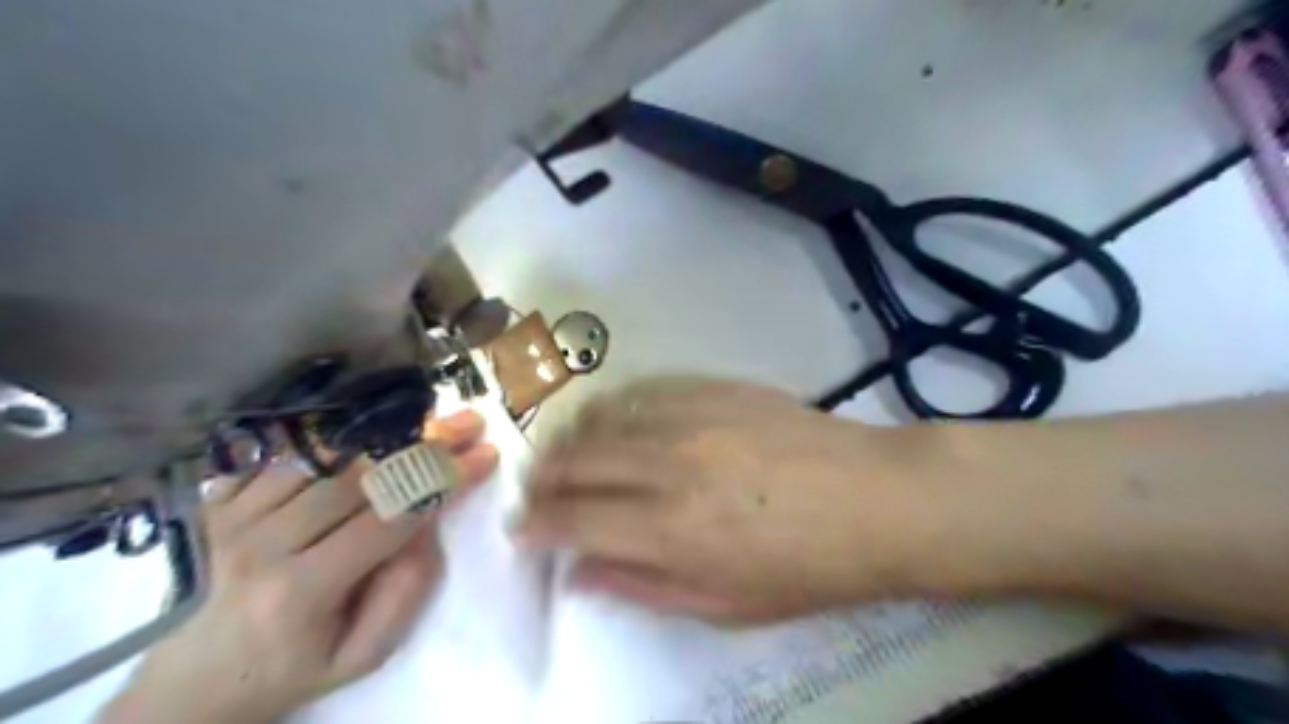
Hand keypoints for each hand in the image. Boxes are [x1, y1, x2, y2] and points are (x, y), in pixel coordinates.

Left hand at [98, 412, 496, 722]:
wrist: (186, 682)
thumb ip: (405, 593)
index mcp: (300, 591)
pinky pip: (285, 455)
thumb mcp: (359, 656)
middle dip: (426, 445)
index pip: (389, 518)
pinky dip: (332, 441)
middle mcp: (261, 544)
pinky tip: (367, 435)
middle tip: (468, 424)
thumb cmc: (286, 670)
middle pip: (361, 477)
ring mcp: (231, 517)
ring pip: (327, 458)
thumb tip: (428, 526)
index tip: (485, 455)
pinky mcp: (213, 502)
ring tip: (429, 422)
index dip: (444, 480)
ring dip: (385, 438)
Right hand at [518, 381, 959, 623]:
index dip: (536, 526)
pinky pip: (643, 389)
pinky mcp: (714, 387)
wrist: (874, 498)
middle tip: (535, 491)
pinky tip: (614, 420)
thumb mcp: (724, 605)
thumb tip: (579, 574)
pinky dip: (614, 406)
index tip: (523, 530)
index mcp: (669, 529)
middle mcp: (667, 464)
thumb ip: (642, 587)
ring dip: (571, 438)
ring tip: (566, 454)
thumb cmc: (805, 566)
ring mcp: (691, 415)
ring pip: (602, 417)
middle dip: (542, 479)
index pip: (573, 521)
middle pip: (576, 461)